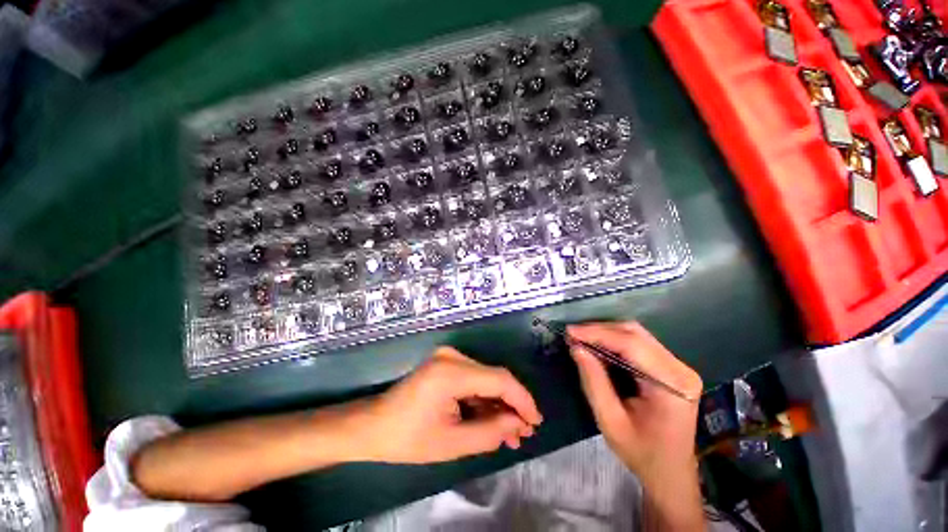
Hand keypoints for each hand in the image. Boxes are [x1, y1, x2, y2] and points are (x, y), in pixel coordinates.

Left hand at [358, 347, 542, 463]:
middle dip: (511, 405)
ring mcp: (448, 357)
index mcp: (451, 372)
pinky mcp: (446, 363)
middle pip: (494, 377)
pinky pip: (473, 379)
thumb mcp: (451, 444)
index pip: (499, 380)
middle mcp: (452, 356)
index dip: (522, 400)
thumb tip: (518, 423)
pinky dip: (484, 399)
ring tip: (510, 433)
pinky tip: (492, 419)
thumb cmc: (407, 438)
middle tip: (523, 433)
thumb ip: (489, 432)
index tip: (536, 421)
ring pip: (485, 379)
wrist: (373, 425)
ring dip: (498, 404)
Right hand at [568, 322, 703, 529]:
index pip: (632, 345)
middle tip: (573, 335)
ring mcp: (678, 367)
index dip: (598, 333)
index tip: (570, 332)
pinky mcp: (671, 368)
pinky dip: (615, 342)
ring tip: (582, 340)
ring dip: (606, 334)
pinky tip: (598, 348)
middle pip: (636, 334)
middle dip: (600, 330)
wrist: (671, 474)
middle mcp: (680, 369)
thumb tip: (576, 348)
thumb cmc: (642, 454)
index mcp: (672, 385)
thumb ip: (594, 382)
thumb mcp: (611, 422)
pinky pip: (639, 344)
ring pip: (637, 335)